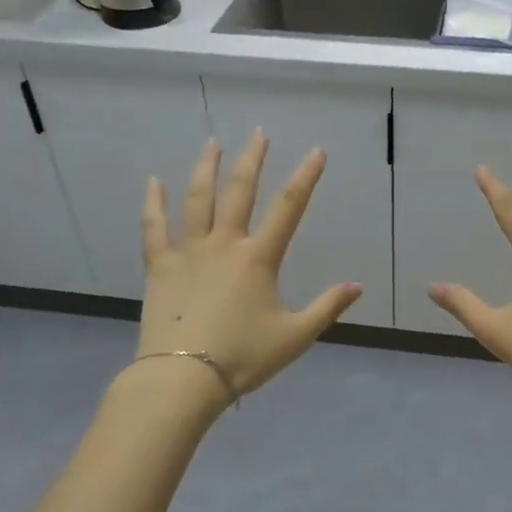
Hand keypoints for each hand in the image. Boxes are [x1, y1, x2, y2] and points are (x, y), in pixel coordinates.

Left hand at [135, 133, 362, 399]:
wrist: (184, 377)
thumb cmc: (244, 357)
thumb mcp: (295, 336)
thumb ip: (327, 308)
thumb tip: (357, 286)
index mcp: (259, 258)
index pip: (289, 208)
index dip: (306, 177)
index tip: (316, 151)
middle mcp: (224, 244)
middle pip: (240, 191)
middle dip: (252, 160)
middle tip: (258, 133)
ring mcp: (188, 252)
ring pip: (197, 200)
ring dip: (206, 169)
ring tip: (212, 143)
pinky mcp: (160, 267)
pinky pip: (154, 228)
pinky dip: (153, 204)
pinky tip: (153, 182)